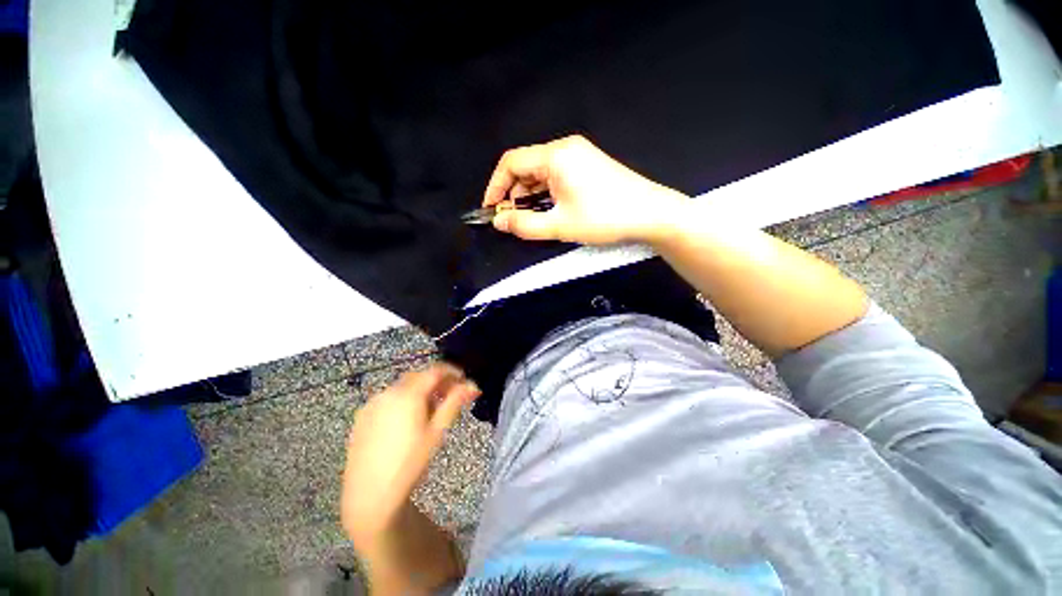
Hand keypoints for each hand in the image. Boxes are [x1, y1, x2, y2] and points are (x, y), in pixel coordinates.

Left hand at [341, 364, 478, 544]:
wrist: (369, 495)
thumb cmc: (410, 462)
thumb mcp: (437, 431)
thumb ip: (454, 402)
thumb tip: (473, 385)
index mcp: (408, 394)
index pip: (435, 370)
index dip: (452, 372)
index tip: (464, 380)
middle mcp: (388, 392)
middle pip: (419, 376)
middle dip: (437, 382)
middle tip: (451, 396)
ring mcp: (372, 403)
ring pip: (402, 387)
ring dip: (420, 391)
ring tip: (430, 411)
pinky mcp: (362, 416)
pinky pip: (388, 399)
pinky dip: (402, 400)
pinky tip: (406, 421)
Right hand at [483, 135, 689, 244]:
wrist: (651, 214)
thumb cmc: (604, 218)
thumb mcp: (560, 226)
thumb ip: (524, 224)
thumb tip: (499, 222)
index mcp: (556, 156)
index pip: (511, 162)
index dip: (496, 186)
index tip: (491, 210)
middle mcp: (565, 148)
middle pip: (526, 166)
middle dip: (513, 193)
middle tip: (512, 219)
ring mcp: (579, 155)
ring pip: (541, 172)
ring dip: (530, 194)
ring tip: (530, 218)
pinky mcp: (588, 165)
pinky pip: (556, 175)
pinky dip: (546, 192)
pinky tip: (549, 209)